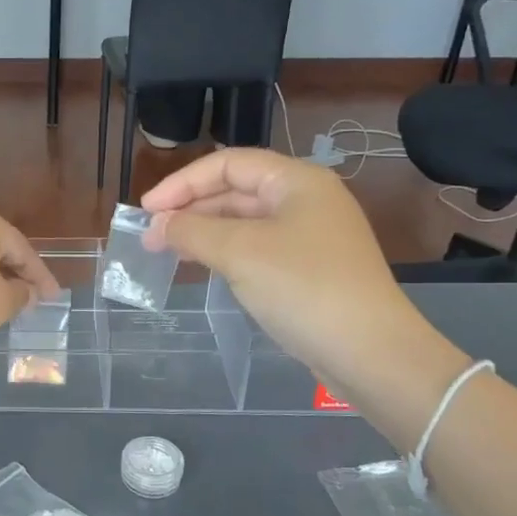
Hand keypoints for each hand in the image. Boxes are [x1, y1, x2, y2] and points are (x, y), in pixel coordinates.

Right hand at [140, 149, 442, 399]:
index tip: (147, 210)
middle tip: (151, 236)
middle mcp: (306, 200)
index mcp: (297, 181)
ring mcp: (311, 236)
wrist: (369, 351)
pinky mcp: (309, 269)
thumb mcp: (240, 253)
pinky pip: (257, 248)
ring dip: (204, 232)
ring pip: (245, 222)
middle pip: (237, 191)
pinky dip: (225, 253)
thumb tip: (157, 225)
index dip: (183, 182)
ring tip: (168, 251)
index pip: (229, 164)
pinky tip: (203, 267)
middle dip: (191, 209)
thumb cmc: (303, 287)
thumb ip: (192, 232)